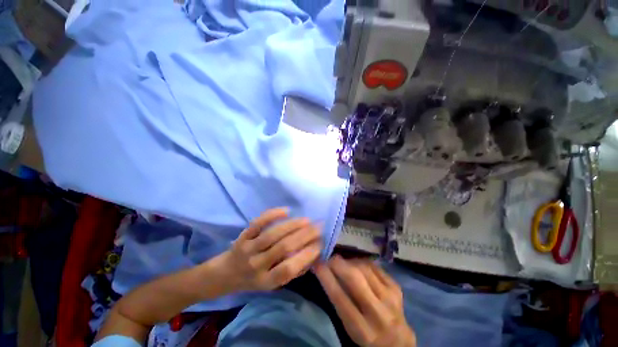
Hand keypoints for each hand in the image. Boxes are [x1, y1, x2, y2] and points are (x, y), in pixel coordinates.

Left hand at [220, 208, 321, 291]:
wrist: (225, 274)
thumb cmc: (254, 280)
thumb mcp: (273, 284)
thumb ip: (293, 271)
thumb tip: (313, 254)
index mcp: (266, 281)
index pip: (289, 268)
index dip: (307, 255)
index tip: (320, 243)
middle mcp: (256, 265)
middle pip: (283, 247)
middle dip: (304, 235)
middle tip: (318, 227)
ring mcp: (248, 248)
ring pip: (273, 234)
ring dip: (293, 225)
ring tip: (307, 220)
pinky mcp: (243, 236)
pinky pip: (258, 223)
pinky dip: (272, 215)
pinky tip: (286, 210)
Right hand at [315, 256, 415, 346]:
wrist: (398, 342)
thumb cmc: (367, 336)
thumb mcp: (350, 328)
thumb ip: (340, 303)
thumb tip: (328, 272)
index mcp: (362, 330)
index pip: (340, 299)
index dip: (327, 278)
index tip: (317, 264)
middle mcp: (378, 314)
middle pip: (355, 279)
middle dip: (338, 264)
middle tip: (329, 258)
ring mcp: (390, 298)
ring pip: (365, 269)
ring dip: (350, 261)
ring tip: (343, 263)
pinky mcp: (396, 288)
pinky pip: (375, 266)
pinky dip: (362, 262)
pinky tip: (357, 264)